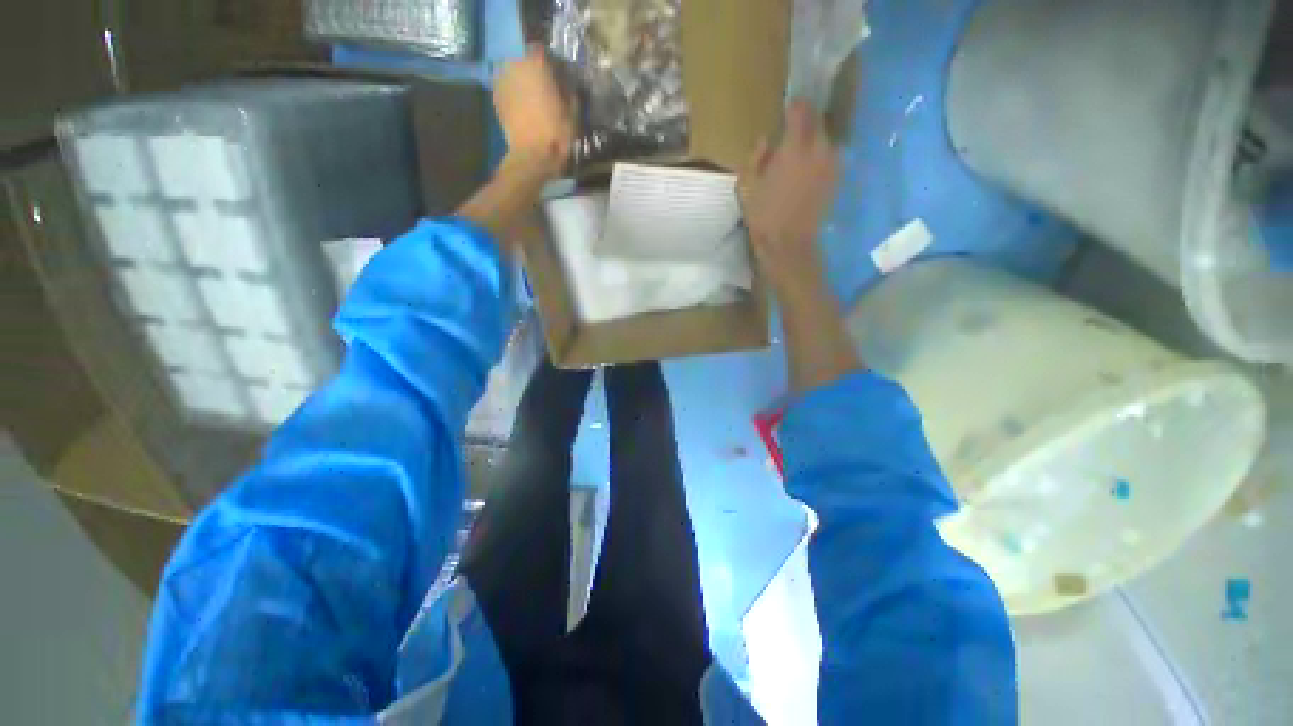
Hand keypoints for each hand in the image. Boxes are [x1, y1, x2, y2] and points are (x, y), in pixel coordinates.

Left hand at [495, 45, 573, 177]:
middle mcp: (515, 65)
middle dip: (535, 74)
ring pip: (515, 74)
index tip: (559, 77)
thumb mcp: (573, 112)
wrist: (532, 157)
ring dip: (524, 84)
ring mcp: (502, 80)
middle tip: (546, 91)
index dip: (552, 64)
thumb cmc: (557, 134)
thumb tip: (566, 82)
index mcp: (536, 64)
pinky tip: (524, 109)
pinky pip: (508, 89)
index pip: (543, 51)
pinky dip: (515, 95)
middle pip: (526, 62)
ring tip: (534, 101)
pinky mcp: (496, 97)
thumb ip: (569, 90)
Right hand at [739, 100, 839, 298]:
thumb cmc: (763, 215)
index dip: (794, 107)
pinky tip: (806, 170)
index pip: (802, 110)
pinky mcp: (835, 180)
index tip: (785, 110)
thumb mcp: (747, 186)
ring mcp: (831, 165)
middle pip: (817, 122)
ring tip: (798, 152)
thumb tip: (765, 141)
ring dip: (813, 141)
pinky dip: (819, 157)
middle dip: (805, 122)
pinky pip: (829, 158)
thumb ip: (755, 157)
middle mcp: (819, 149)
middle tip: (790, 132)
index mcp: (796, 147)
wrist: (789, 244)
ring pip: (825, 140)